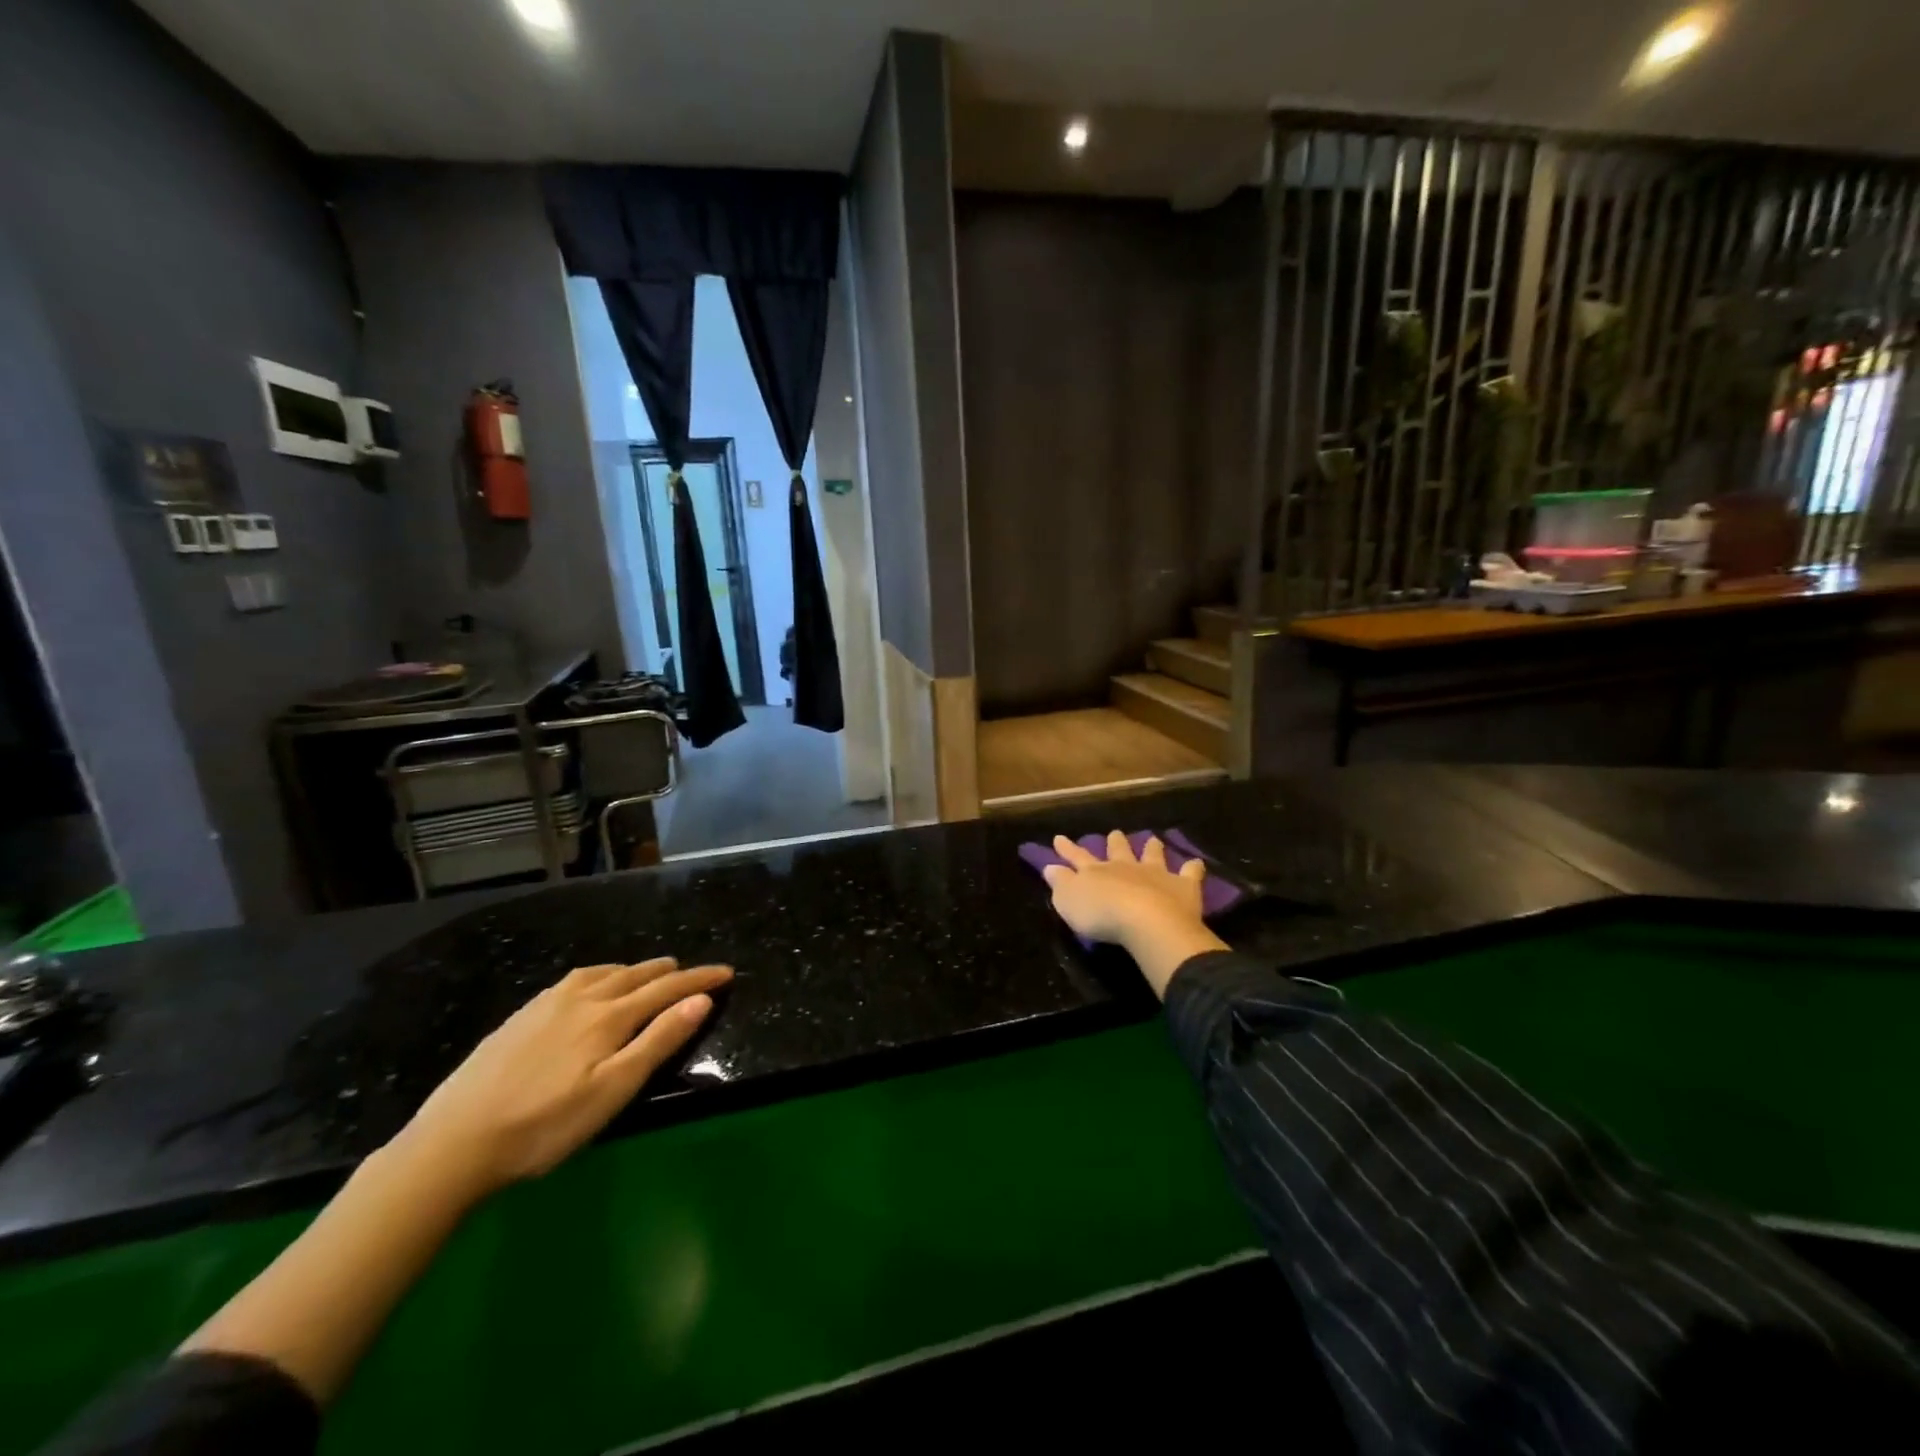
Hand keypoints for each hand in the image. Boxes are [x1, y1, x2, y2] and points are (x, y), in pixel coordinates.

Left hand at [393, 958, 730, 1197]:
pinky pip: (574, 980)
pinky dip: (600, 975)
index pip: (667, 988)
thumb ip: (658, 1041)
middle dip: (670, 971)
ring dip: (634, 970)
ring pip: (603, 973)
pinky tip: (589, 988)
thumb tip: (701, 999)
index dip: (700, 979)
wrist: (453, 1144)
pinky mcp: (520, 1016)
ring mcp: (547, 1004)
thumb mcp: (613, 1090)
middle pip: (636, 975)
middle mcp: (583, 998)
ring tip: (648, 974)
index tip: (727, 971)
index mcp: (609, 1017)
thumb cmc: (545, 1125)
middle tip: (691, 973)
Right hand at [1042, 832, 1226, 998]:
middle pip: (1118, 850)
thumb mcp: (1068, 901)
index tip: (1059, 837)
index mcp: (1095, 872)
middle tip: (1115, 833)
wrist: (1146, 921)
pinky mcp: (1182, 886)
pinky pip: (1189, 872)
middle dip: (1115, 842)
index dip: (1067, 848)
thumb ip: (1060, 883)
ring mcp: (1155, 874)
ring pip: (1152, 854)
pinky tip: (1196, 863)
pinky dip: (1192, 867)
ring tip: (1153, 839)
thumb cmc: (1101, 914)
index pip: (1077, 857)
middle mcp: (1125, 867)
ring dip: (1152, 847)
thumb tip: (1049, 867)